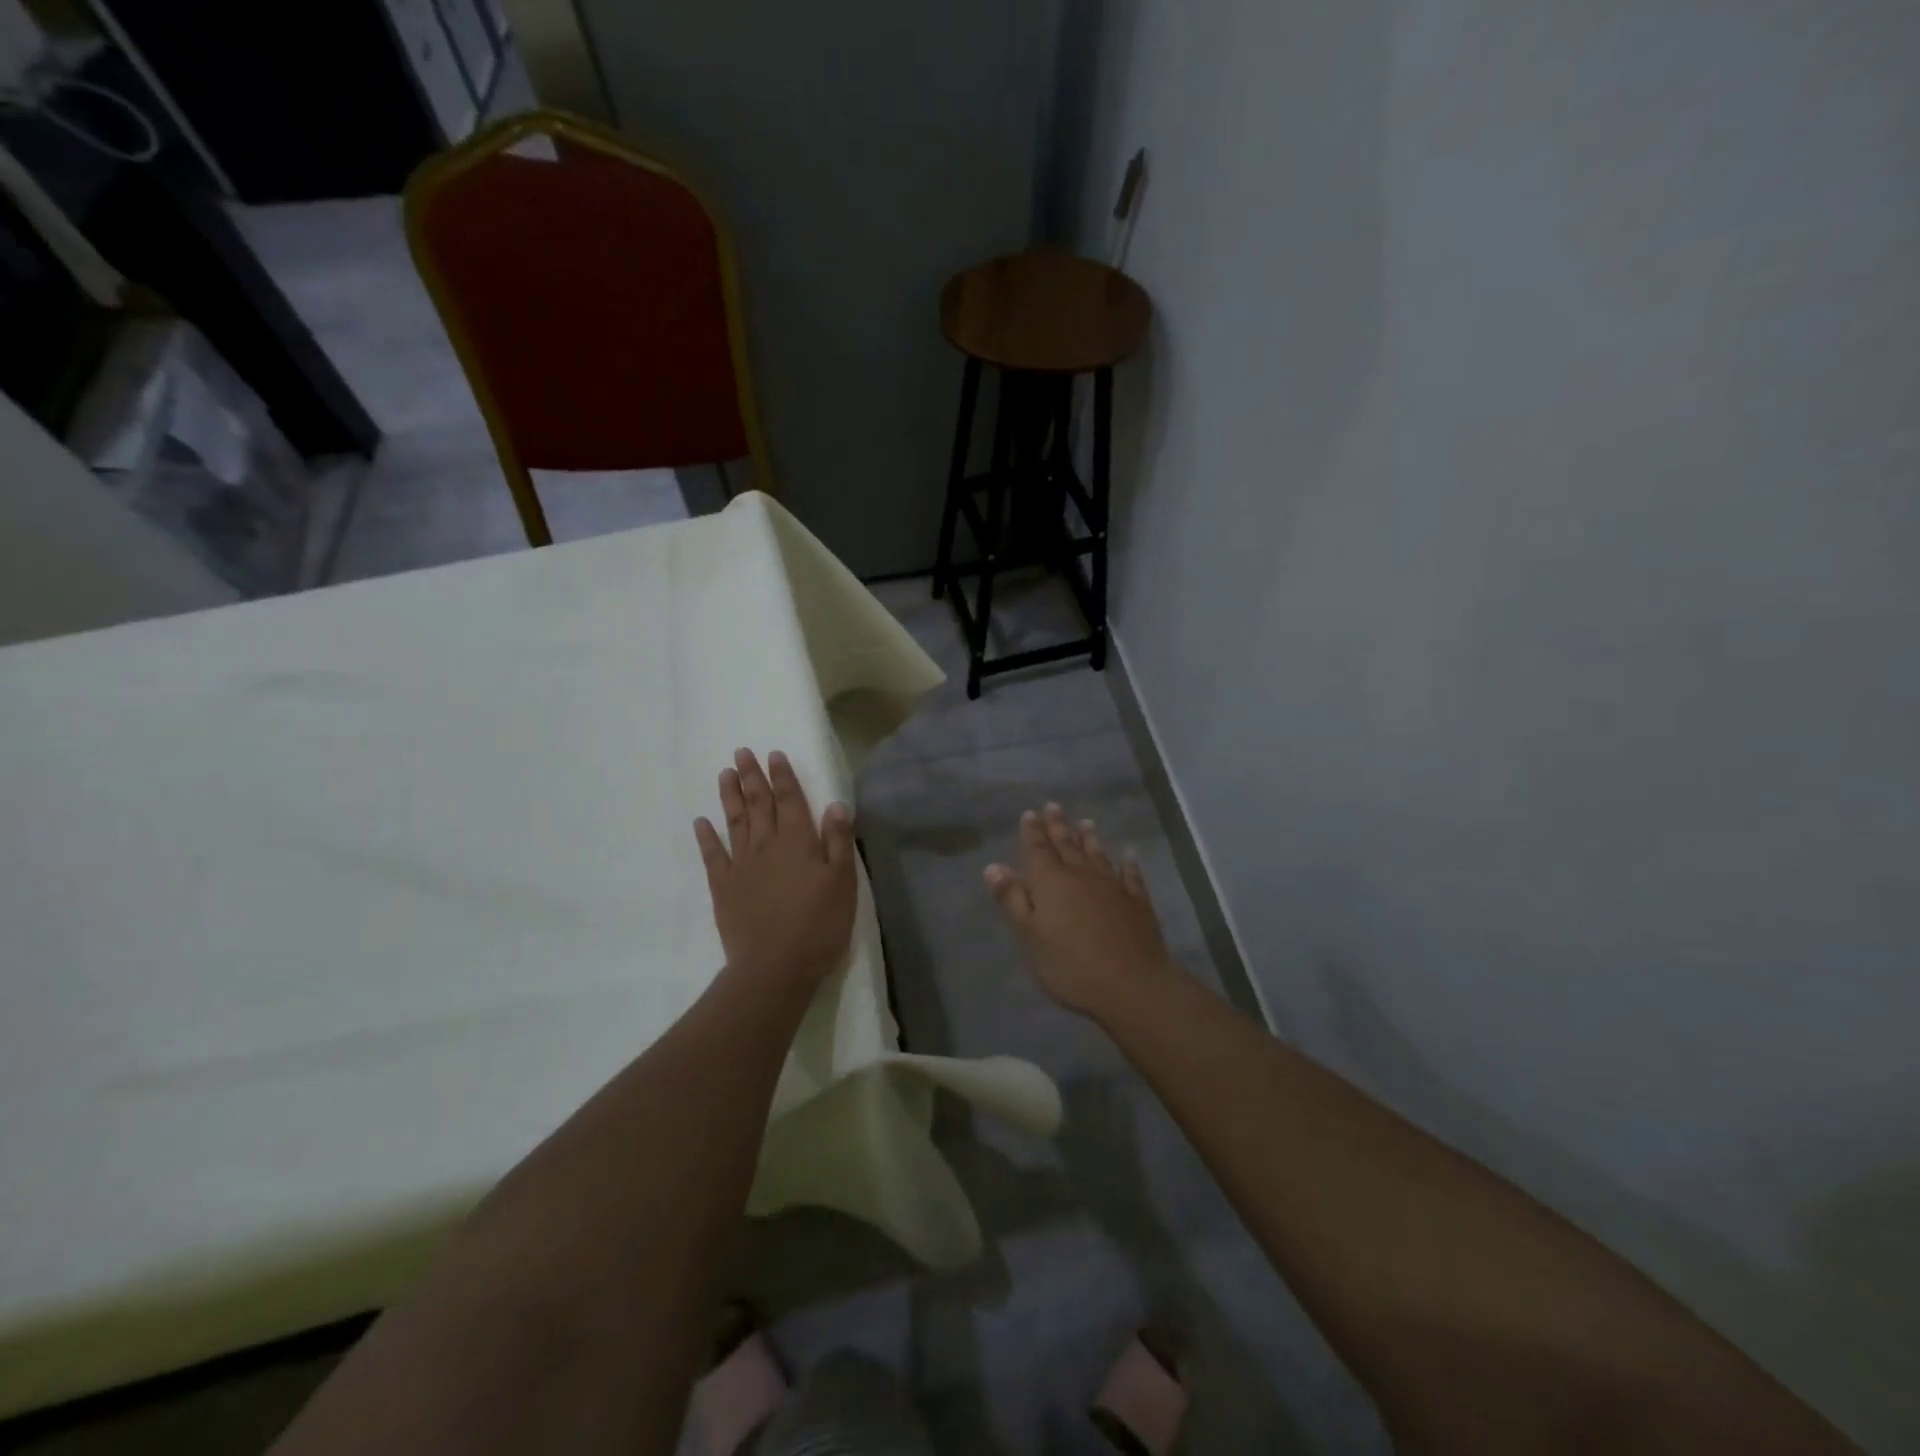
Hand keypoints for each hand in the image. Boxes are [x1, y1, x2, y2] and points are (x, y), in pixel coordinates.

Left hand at [694, 749, 856, 991]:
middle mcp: (767, 845)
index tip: (773, 754)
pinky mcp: (724, 887)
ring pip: (735, 822)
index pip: (791, 800)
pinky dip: (706, 837)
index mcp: (798, 842)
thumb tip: (836, 804)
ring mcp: (741, 865)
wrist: (774, 967)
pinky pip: (713, 855)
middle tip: (741, 752)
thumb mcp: (842, 882)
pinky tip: (701, 821)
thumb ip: (838, 841)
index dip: (783, 776)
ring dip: (731, 797)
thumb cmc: (818, 925)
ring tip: (725, 774)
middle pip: (759, 804)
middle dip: (752, 777)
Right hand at [984, 803, 1175, 1017]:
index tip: (1030, 813)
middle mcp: (1081, 875)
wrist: (1131, 984)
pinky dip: (1128, 864)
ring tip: (1086, 822)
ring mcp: (1113, 886)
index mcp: (1051, 881)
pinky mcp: (1137, 902)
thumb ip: (1012, 899)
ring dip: (1090, 838)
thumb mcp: (1030, 936)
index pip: (1038, 849)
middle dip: (1058, 826)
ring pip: (1098, 855)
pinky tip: (1129, 856)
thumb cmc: (1070, 964)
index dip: (1032, 832)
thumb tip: (993, 866)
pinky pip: (1131, 875)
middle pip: (1067, 845)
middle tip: (1053, 806)